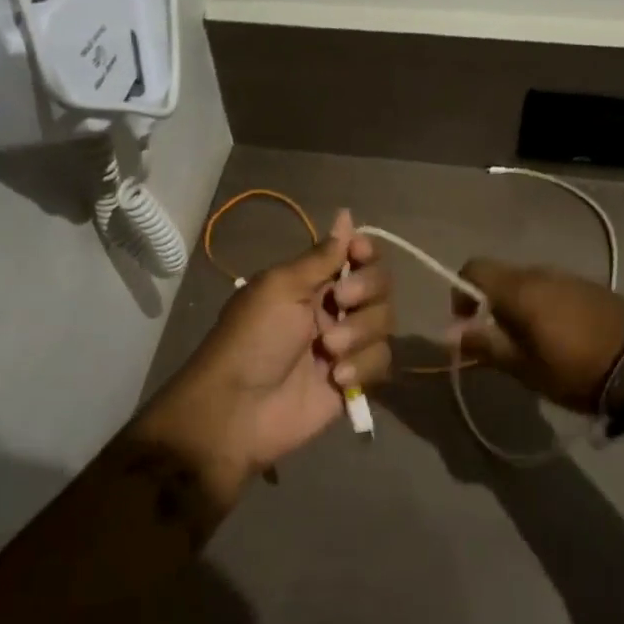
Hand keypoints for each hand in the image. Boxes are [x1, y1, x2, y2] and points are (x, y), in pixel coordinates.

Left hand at [134, 211, 394, 505]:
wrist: (239, 409)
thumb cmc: (253, 338)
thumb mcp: (280, 287)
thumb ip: (320, 256)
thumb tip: (346, 215)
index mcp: (310, 280)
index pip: (356, 253)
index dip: (365, 251)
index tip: (359, 255)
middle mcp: (332, 306)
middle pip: (379, 284)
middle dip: (365, 290)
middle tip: (340, 302)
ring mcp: (345, 344)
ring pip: (384, 322)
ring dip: (360, 333)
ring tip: (328, 352)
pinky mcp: (354, 380)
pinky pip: (381, 361)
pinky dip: (363, 367)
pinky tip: (336, 378)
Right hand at [444, 260, 623, 413]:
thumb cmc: (575, 369)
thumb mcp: (524, 367)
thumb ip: (484, 345)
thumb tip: (448, 333)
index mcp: (518, 287)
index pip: (473, 268)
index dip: (462, 292)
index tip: (468, 323)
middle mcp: (540, 272)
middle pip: (502, 277)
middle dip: (492, 304)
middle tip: (501, 341)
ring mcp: (569, 276)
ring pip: (529, 283)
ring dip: (521, 306)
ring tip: (532, 342)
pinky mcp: (592, 287)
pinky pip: (554, 289)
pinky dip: (546, 306)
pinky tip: (561, 336)